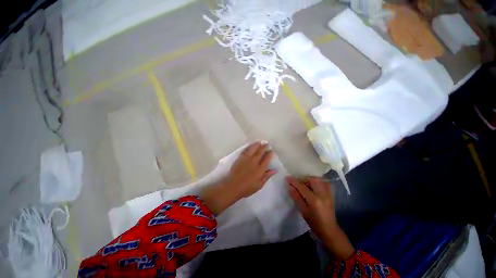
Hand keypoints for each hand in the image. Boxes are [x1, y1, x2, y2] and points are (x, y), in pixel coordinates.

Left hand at [224, 141, 276, 197]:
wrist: (232, 186)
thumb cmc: (247, 188)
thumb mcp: (259, 185)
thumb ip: (267, 176)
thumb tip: (275, 170)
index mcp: (260, 169)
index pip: (267, 158)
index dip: (270, 154)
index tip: (271, 151)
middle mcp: (254, 162)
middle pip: (260, 152)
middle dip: (264, 147)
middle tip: (267, 143)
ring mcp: (246, 159)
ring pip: (253, 149)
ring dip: (257, 144)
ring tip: (260, 142)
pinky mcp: (240, 158)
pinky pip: (246, 150)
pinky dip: (249, 147)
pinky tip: (251, 145)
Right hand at [287, 176, 353, 259]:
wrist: (329, 229)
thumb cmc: (314, 222)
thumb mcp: (303, 211)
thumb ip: (296, 197)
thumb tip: (289, 187)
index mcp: (314, 200)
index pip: (302, 186)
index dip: (294, 181)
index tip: (287, 178)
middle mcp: (322, 194)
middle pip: (312, 179)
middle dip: (303, 179)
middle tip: (298, 183)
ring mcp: (328, 193)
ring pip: (318, 179)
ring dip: (310, 179)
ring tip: (305, 185)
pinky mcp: (331, 194)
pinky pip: (324, 183)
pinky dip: (317, 181)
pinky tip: (313, 186)